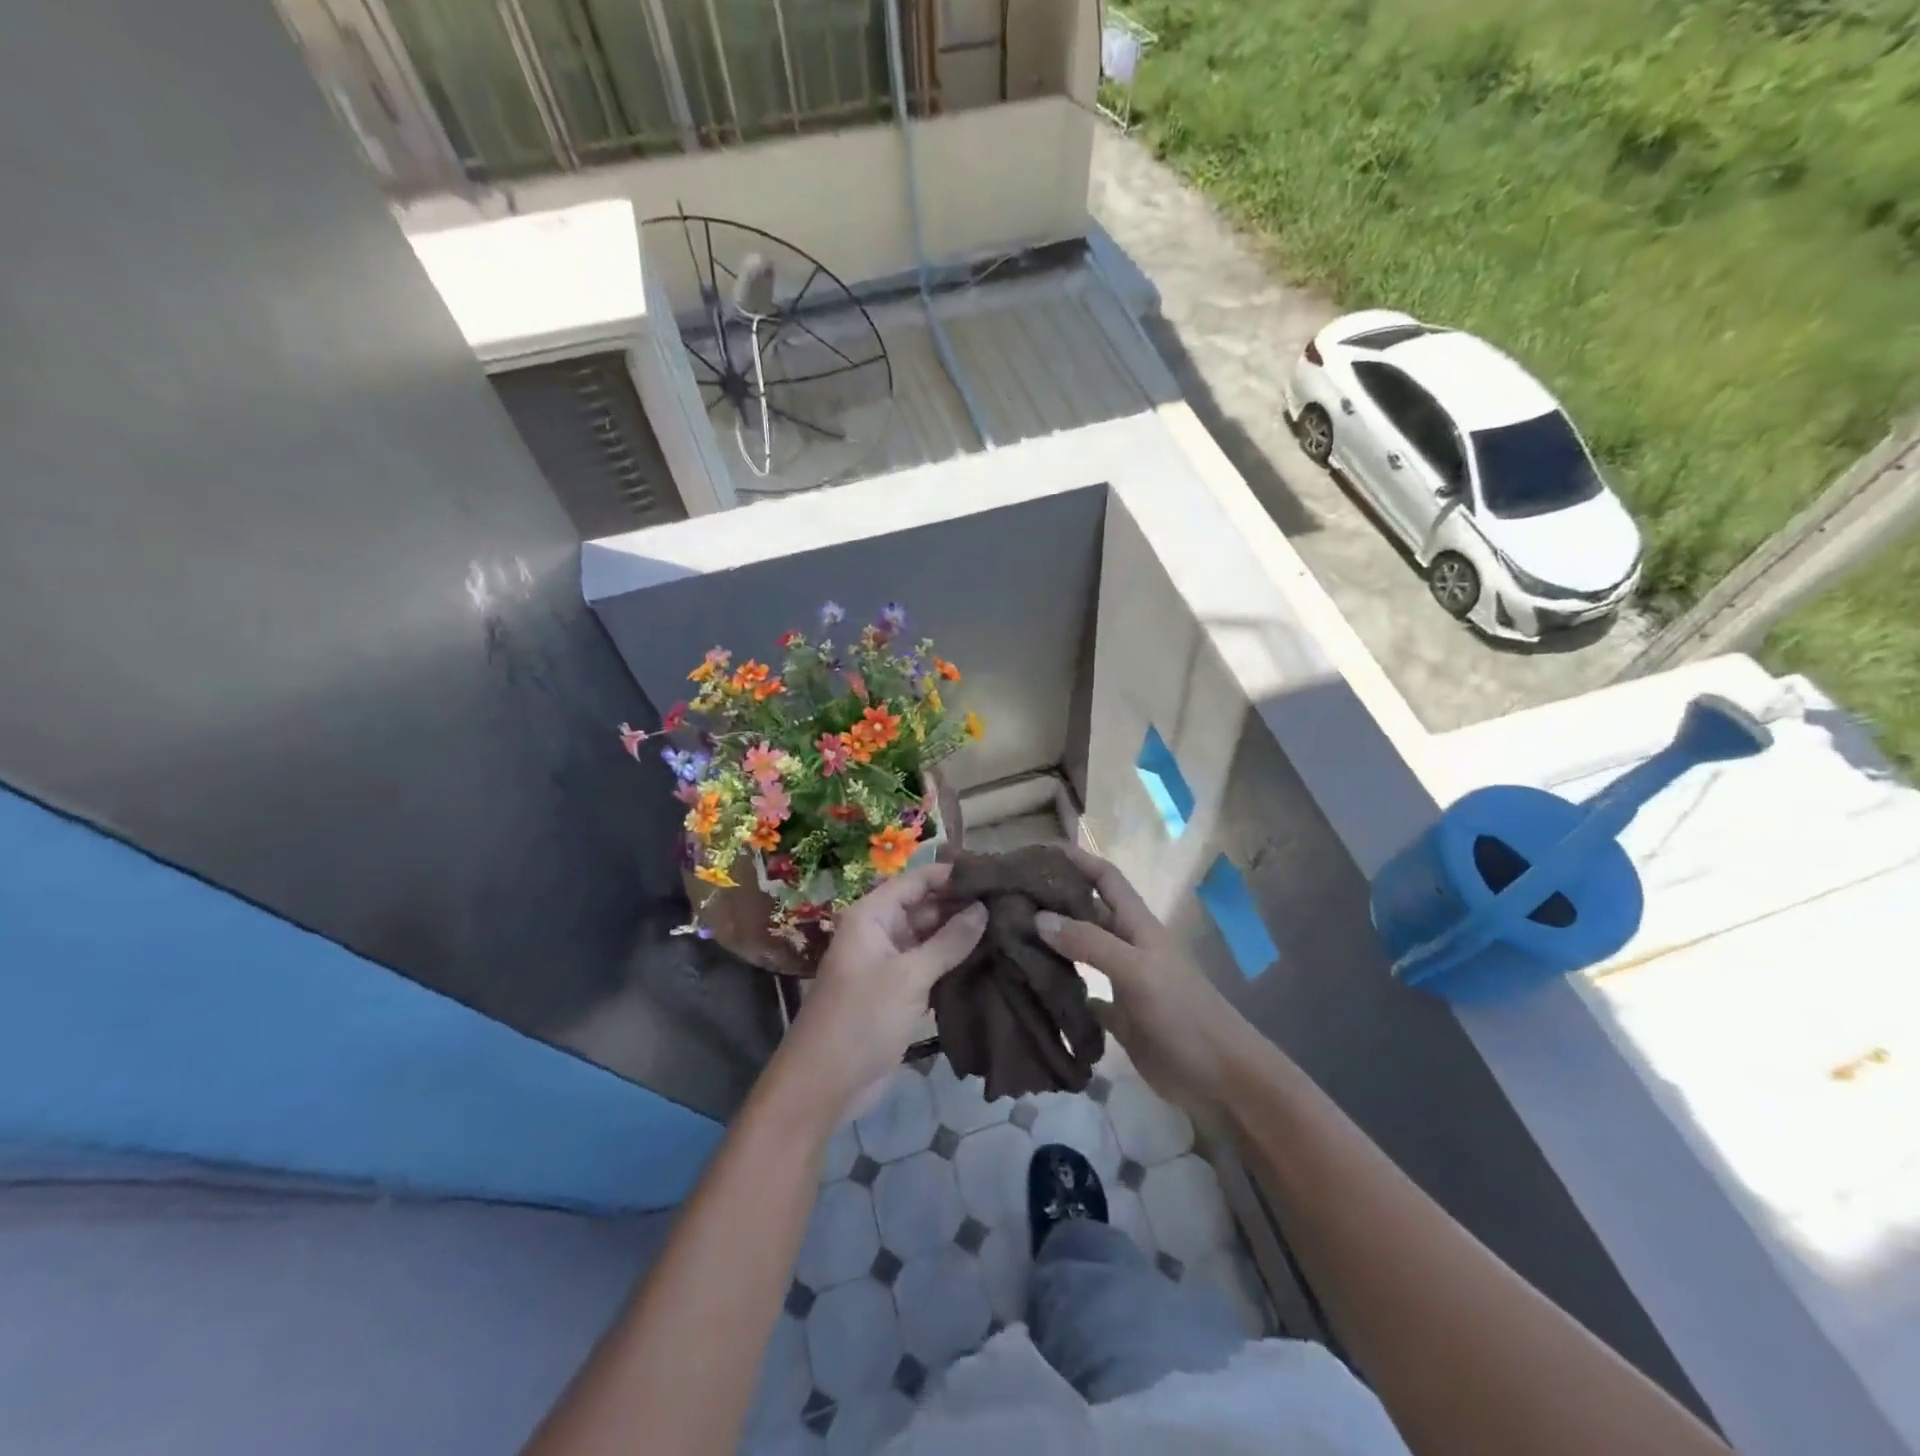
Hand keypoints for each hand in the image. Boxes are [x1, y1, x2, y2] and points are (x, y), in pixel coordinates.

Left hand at [778, 864, 987, 1118]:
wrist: (825, 1083)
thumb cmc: (862, 1018)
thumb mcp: (909, 976)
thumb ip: (949, 941)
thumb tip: (984, 909)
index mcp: (873, 915)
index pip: (917, 880)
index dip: (953, 875)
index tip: (995, 874)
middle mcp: (881, 931)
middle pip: (926, 906)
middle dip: (962, 905)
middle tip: (1010, 903)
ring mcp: (890, 962)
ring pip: (931, 937)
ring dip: (962, 934)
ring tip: (1008, 926)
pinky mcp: (899, 990)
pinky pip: (930, 965)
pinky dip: (954, 961)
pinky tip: (990, 958)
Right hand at [1035, 847, 1247, 1108]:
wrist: (1220, 1078)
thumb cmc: (1183, 1014)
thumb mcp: (1137, 971)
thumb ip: (1090, 942)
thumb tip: (1038, 917)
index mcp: (1137, 925)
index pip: (1105, 877)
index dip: (1076, 859)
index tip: (1036, 852)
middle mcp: (1127, 946)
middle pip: (1087, 911)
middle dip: (1054, 899)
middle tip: (1007, 898)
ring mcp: (1123, 981)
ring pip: (1081, 950)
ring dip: (1052, 942)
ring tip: (1010, 937)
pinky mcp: (1119, 1016)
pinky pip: (1082, 993)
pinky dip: (1061, 987)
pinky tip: (1033, 988)